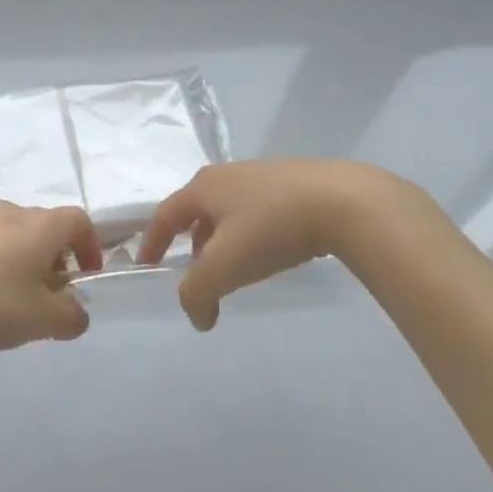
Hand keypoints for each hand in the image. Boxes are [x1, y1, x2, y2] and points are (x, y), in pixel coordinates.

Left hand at [0, 202, 100, 352]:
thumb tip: (77, 312)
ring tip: (13, 298)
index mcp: (38, 226)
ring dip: (24, 259)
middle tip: (50, 294)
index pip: (78, 220)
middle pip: (45, 226)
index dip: (90, 246)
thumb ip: (70, 317)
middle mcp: (10, 212)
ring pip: (13, 233)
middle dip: (56, 257)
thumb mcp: (41, 321)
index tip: (86, 276)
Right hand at [138, 159, 415, 329]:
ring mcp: (263, 175)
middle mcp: (228, 174)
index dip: (153, 242)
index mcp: (203, 187)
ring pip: (230, 212)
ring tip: (236, 269)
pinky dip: (252, 234)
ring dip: (224, 241)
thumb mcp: (225, 267)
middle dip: (193, 244)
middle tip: (199, 274)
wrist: (344, 202)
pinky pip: (259, 211)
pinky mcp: (294, 183)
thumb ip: (198, 294)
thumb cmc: (271, 229)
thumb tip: (198, 317)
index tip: (148, 265)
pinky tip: (271, 253)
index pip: (166, 215)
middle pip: (198, 211)